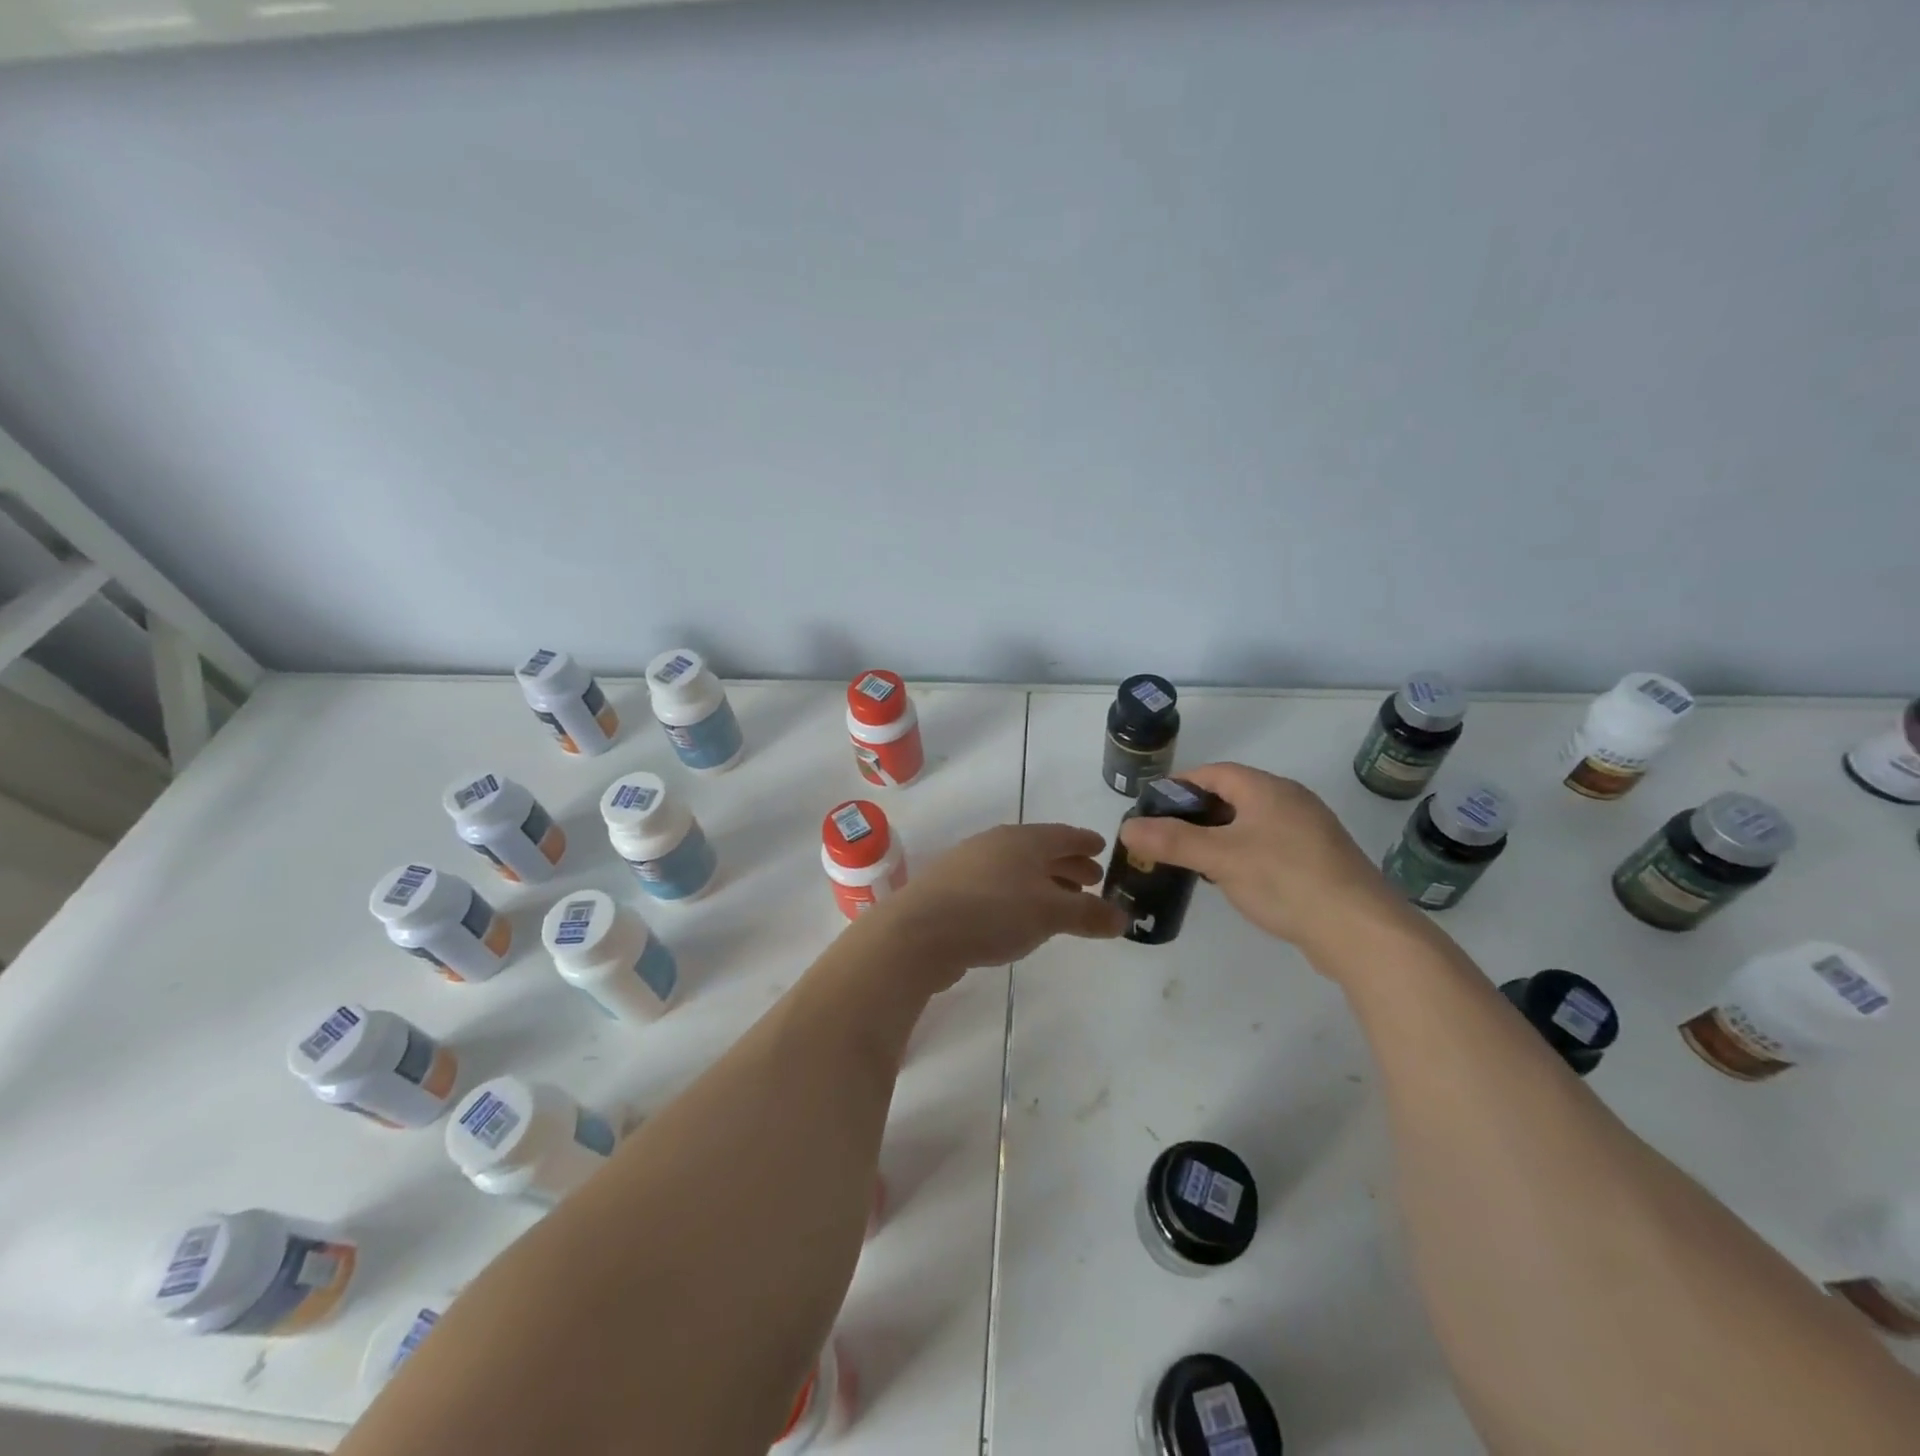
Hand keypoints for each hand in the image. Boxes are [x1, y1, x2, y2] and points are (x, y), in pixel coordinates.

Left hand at [860, 823, 1127, 991]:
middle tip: (1091, 879)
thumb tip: (1122, 917)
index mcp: (1023, 840)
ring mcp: (969, 864)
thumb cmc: (993, 913)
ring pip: (1017, 868)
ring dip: (1043, 881)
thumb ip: (1088, 914)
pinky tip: (1019, 916)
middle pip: (1040, 850)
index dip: (1085, 842)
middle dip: (1067, 864)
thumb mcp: (1049, 914)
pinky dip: (1018, 895)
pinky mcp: (951, 889)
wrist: (919, 932)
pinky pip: (997, 885)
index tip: (1102, 847)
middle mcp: (996, 844)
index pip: (1064, 835)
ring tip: (1061, 901)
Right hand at [1117, 763, 1405, 955]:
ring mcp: (1309, 831)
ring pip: (1251, 822)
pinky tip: (1233, 879)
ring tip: (1192, 859)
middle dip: (1196, 813)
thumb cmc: (1285, 880)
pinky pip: (1270, 845)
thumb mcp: (1220, 858)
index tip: (1151, 807)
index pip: (1214, 773)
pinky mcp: (1319, 860)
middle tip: (1165, 837)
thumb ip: (1171, 840)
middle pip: (1232, 795)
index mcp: (1267, 789)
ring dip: (1219, 835)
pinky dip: (1243, 853)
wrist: (1361, 930)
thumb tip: (1127, 828)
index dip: (1179, 785)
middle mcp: (1290, 801)